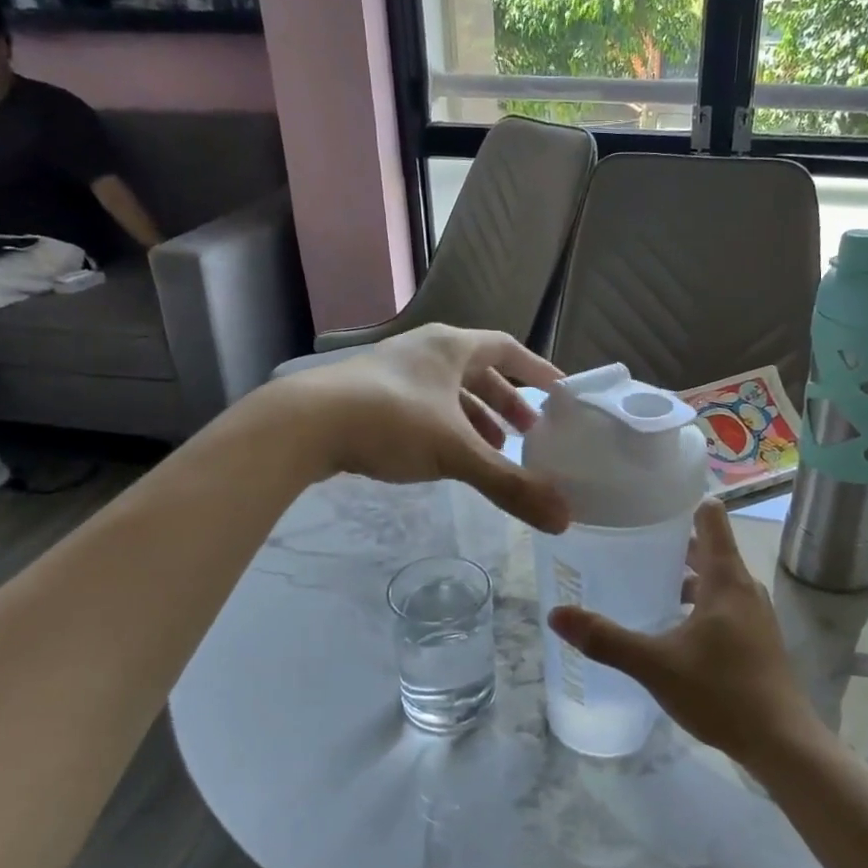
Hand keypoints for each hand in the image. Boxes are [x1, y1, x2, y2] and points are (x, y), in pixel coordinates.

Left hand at [273, 323, 569, 532]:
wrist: (302, 424)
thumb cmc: (390, 422)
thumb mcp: (456, 454)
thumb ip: (510, 485)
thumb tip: (565, 519)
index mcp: (451, 347)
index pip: (507, 349)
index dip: (536, 371)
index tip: (560, 394)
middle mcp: (424, 350)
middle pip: (478, 372)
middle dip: (506, 403)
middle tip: (528, 434)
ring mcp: (393, 371)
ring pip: (448, 392)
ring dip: (475, 419)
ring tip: (493, 452)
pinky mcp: (368, 396)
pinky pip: (423, 407)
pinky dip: (444, 429)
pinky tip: (444, 457)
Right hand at [549, 499, 823, 767]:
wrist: (781, 743)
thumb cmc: (722, 692)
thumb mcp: (656, 665)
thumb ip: (606, 639)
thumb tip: (557, 614)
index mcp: (726, 578)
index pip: (710, 515)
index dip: (681, 502)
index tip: (645, 501)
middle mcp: (744, 587)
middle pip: (708, 546)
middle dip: (670, 542)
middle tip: (628, 541)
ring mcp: (754, 613)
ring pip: (715, 578)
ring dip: (683, 575)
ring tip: (642, 582)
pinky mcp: (756, 638)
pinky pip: (722, 603)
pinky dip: (697, 601)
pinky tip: (670, 625)